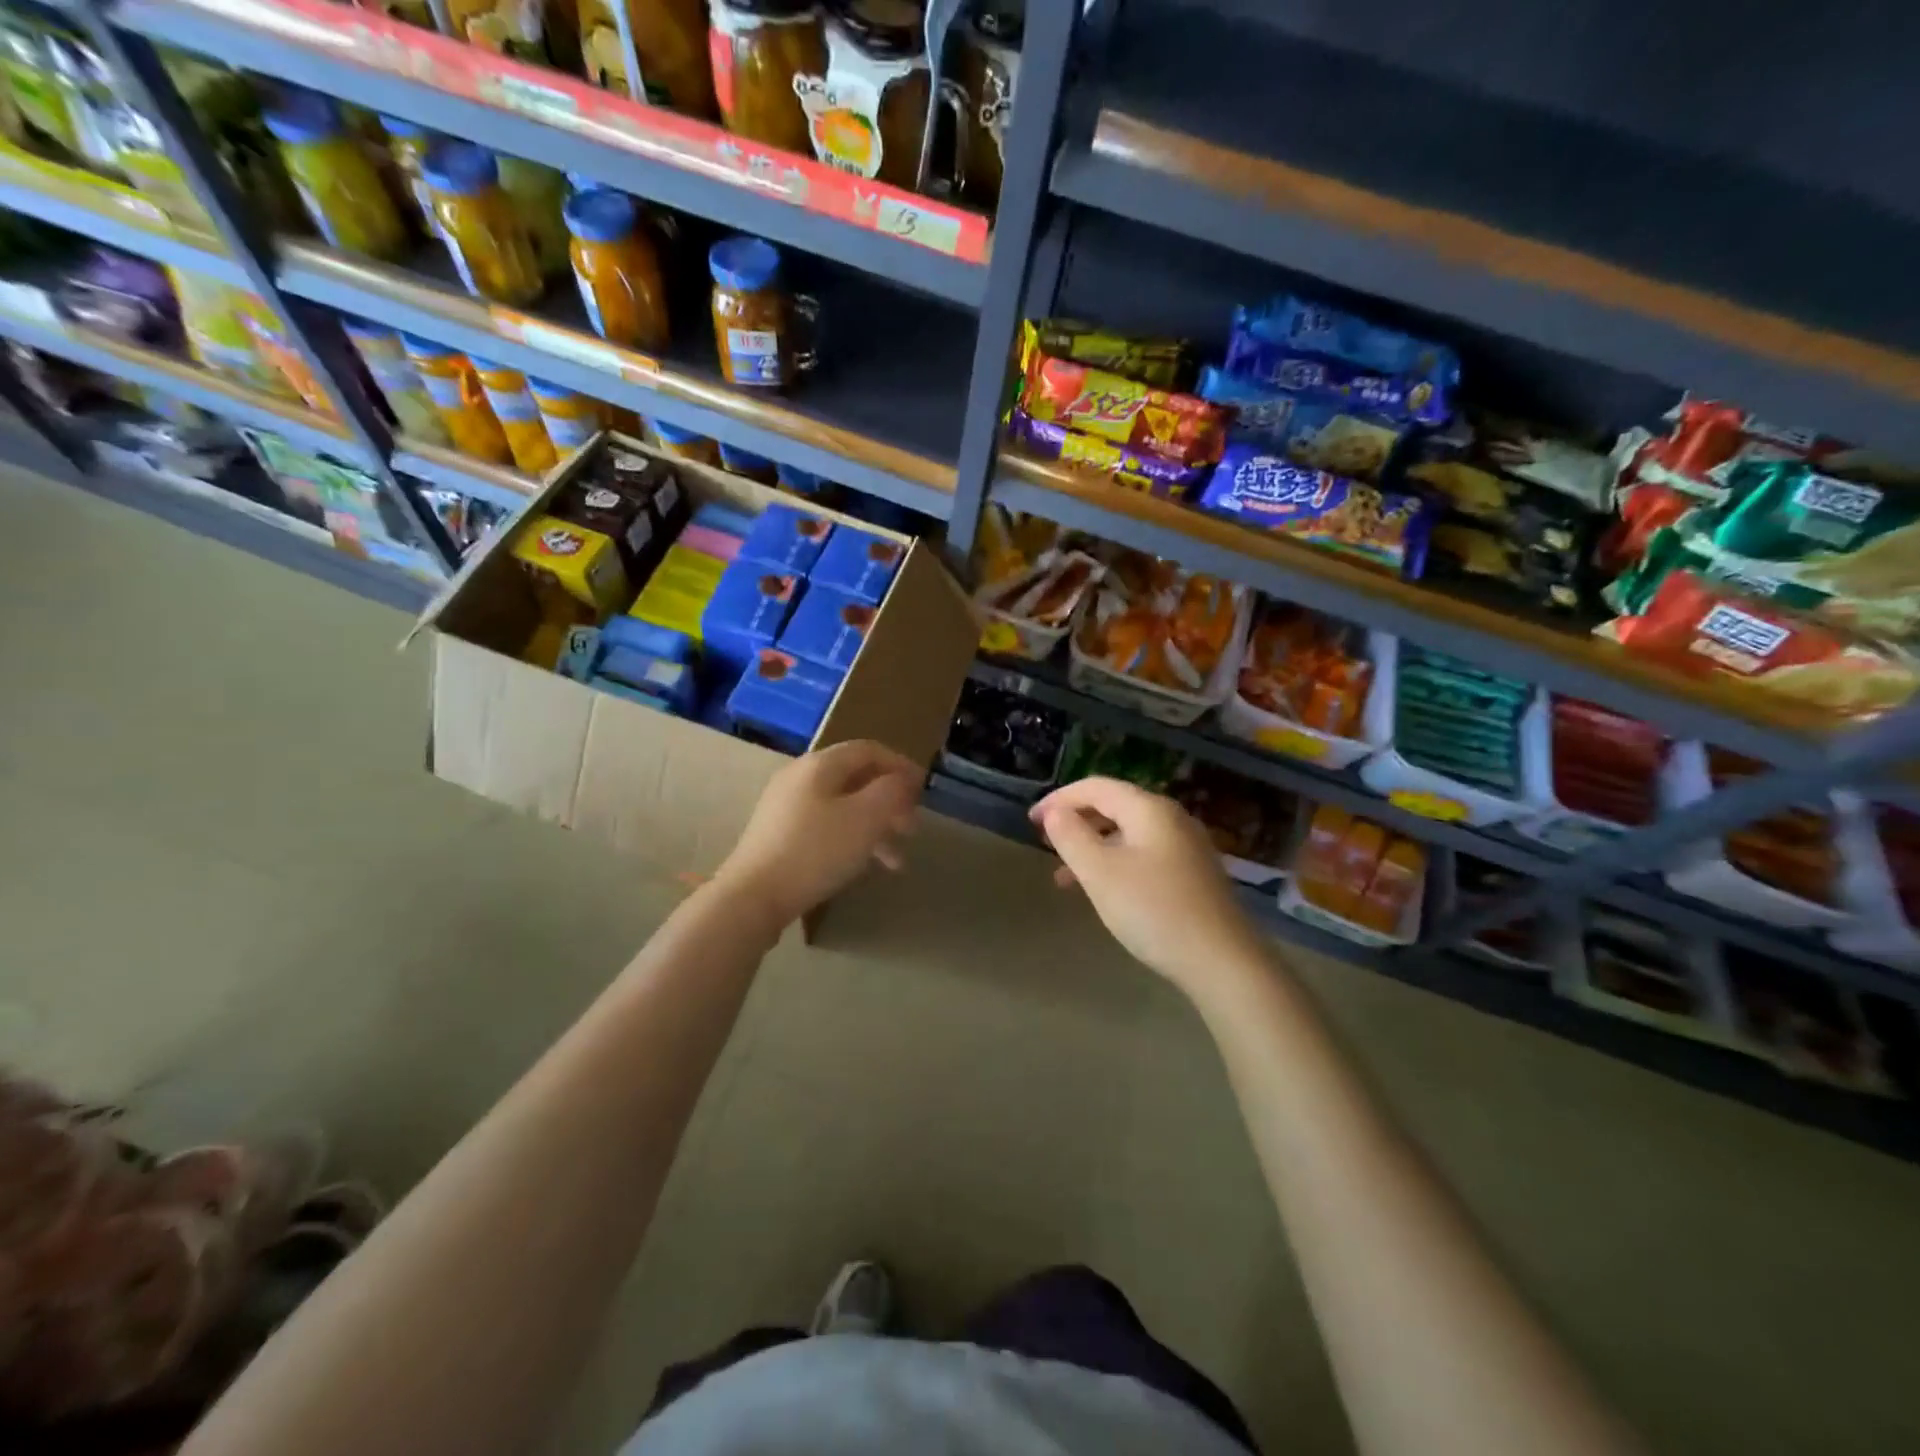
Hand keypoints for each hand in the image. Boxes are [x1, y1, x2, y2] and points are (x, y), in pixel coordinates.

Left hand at [716, 740, 920, 924]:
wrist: (753, 897)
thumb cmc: (816, 851)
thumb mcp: (865, 818)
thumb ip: (891, 791)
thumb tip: (901, 779)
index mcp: (820, 764)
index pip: (869, 750)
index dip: (901, 766)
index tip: (924, 791)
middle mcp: (800, 777)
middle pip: (856, 779)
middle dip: (890, 802)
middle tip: (912, 829)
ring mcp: (786, 807)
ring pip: (844, 807)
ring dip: (875, 827)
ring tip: (895, 860)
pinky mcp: (779, 835)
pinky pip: (826, 826)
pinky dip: (852, 840)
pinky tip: (864, 865)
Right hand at [1031, 777, 1267, 999]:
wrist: (1222, 961)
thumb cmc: (1153, 910)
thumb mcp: (1100, 873)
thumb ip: (1071, 837)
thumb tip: (1055, 812)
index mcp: (1149, 809)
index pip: (1096, 787)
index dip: (1059, 799)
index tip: (1031, 821)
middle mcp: (1171, 818)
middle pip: (1114, 805)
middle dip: (1076, 820)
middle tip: (1046, 843)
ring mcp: (1186, 846)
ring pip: (1128, 833)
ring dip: (1093, 846)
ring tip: (1065, 876)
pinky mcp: (1193, 873)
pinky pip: (1144, 853)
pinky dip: (1116, 862)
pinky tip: (1104, 890)